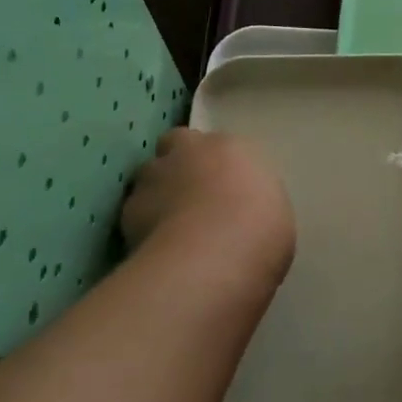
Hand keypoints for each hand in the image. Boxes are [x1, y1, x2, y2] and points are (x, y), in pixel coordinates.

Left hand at [122, 128, 294, 290]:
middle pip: (174, 144)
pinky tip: (156, 249)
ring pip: (148, 177)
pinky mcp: (127, 210)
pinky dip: (141, 227)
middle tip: (191, 196)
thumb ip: (250, 201)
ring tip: (169, 227)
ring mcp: (153, 177)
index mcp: (229, 147)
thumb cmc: (260, 231)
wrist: (214, 257)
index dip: (215, 164)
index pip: (216, 144)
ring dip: (156, 193)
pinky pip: (134, 214)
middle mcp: (187, 152)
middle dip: (179, 164)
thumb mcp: (273, 213)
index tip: (222, 188)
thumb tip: (239, 213)